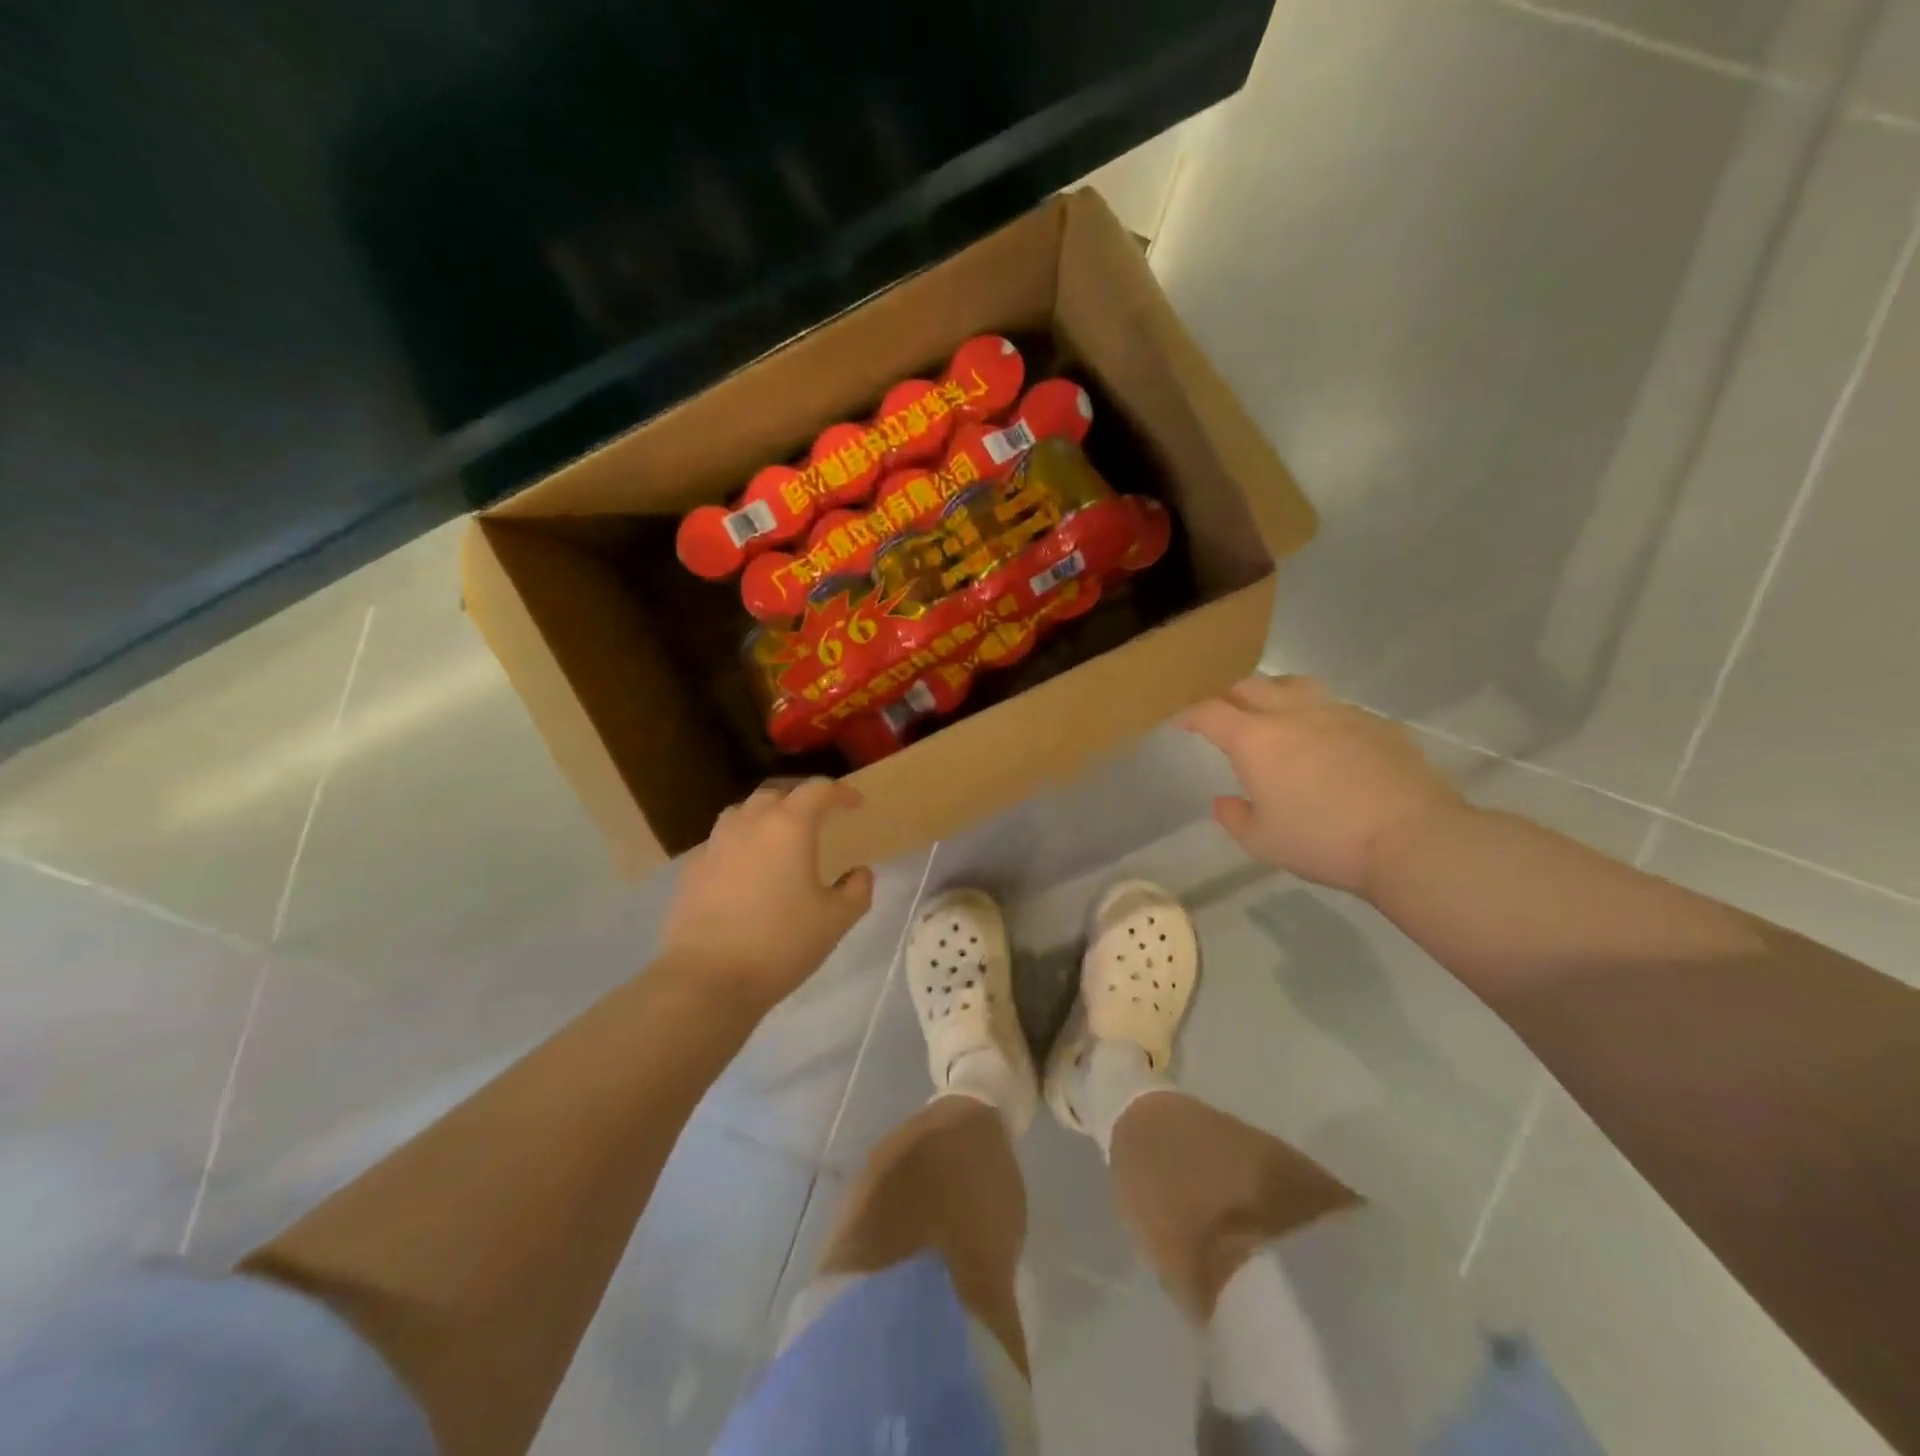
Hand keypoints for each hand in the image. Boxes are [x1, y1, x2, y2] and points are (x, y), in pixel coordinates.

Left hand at [663, 778, 874, 1007]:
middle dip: (800, 799)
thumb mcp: (835, 921)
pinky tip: (745, 869)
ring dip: (765, 816)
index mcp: (789, 826)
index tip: (855, 803)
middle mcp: (749, 824)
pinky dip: (740, 844)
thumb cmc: (781, 943)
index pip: (817, 791)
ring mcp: (715, 844)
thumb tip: (860, 873)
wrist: (707, 979)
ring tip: (778, 837)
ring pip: (742, 813)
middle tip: (817, 818)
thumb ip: (856, 891)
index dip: (840, 793)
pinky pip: (721, 842)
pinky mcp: (692, 870)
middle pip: (777, 794)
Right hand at [1176, 675, 1468, 896]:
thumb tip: (1224, 801)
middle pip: (1250, 686)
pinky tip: (1324, 738)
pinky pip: (1334, 706)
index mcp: (1255, 740)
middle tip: (1223, 711)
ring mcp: (1337, 712)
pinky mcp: (1374, 722)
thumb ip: (1234, 817)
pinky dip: (1316, 714)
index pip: (1209, 712)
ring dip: (1273, 693)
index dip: (1190, 713)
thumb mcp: (1263, 842)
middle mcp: (1292, 714)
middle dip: (1228, 695)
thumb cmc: (1323, 840)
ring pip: (1294, 685)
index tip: (1180, 719)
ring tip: (1272, 710)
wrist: (1411, 837)